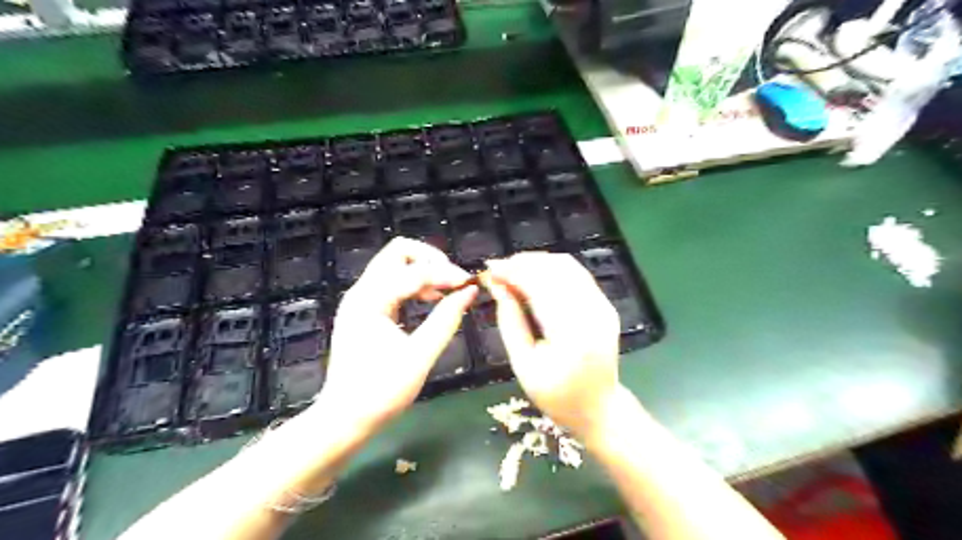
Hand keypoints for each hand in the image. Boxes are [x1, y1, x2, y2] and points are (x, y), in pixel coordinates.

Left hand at [318, 239, 475, 431]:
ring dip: (423, 271)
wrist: (344, 419)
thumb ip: (446, 320)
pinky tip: (431, 300)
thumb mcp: (420, 356)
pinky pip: (393, 283)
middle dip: (430, 260)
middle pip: (398, 252)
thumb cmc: (381, 393)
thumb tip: (469, 291)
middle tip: (454, 280)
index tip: (469, 284)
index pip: (414, 271)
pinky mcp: (366, 310)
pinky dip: (415, 284)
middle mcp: (362, 292)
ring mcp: (362, 300)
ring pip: (396, 265)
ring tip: (447, 292)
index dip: (445, 274)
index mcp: (370, 300)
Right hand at [481, 253, 623, 441]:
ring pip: (567, 266)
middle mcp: (593, 312)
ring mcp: (603, 306)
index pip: (540, 287)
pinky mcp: (605, 304)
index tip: (488, 270)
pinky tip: (533, 275)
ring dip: (536, 262)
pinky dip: (552, 269)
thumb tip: (496, 286)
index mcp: (572, 334)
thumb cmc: (556, 395)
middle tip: (497, 269)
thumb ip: (510, 321)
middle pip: (555, 270)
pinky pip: (577, 274)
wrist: (598, 409)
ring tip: (511, 270)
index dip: (512, 273)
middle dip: (522, 263)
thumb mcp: (523, 365)